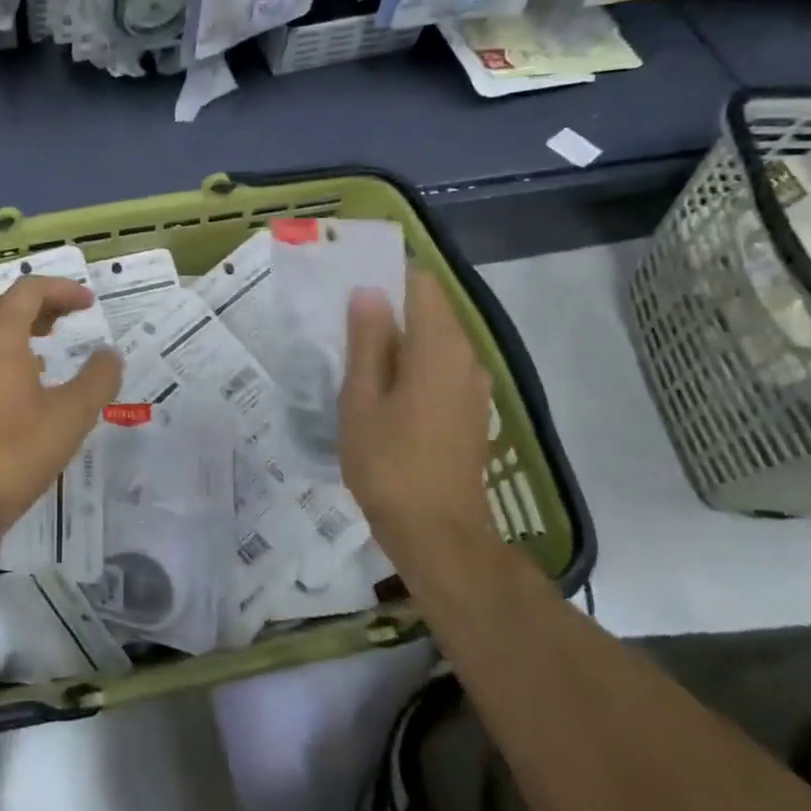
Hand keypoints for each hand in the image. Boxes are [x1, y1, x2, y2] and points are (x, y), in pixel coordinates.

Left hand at [0, 276, 123, 527]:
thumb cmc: (16, 450)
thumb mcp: (72, 415)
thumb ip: (98, 378)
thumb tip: (109, 354)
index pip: (30, 289)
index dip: (63, 289)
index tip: (90, 303)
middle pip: (7, 306)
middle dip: (44, 305)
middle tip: (74, 317)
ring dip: (22, 327)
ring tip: (50, 342)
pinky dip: (4, 351)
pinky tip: (21, 377)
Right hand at [339, 265, 494, 563]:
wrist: (439, 535)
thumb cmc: (390, 464)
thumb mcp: (361, 400)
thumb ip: (366, 342)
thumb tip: (368, 293)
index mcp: (439, 348)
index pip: (420, 284)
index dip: (386, 275)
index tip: (348, 284)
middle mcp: (465, 357)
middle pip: (429, 310)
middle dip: (387, 308)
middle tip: (339, 322)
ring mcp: (472, 386)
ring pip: (433, 341)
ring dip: (397, 339)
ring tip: (352, 355)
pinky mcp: (469, 411)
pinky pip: (439, 368)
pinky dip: (411, 365)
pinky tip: (378, 388)